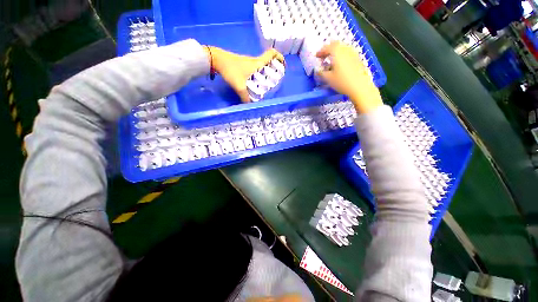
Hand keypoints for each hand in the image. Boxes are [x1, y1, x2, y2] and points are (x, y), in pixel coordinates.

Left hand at [204, 46, 284, 102]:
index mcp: (257, 63)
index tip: (283, 65)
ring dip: (265, 72)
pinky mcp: (242, 63)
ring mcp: (248, 61)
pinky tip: (254, 82)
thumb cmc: (231, 70)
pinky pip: (254, 68)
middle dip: (274, 68)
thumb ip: (245, 97)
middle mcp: (254, 60)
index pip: (271, 54)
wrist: (216, 59)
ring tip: (266, 84)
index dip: (279, 57)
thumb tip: (250, 105)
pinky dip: (258, 73)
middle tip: (275, 79)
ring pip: (260, 65)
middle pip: (268, 61)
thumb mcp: (239, 85)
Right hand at [316, 41, 382, 113]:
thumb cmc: (342, 82)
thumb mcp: (328, 79)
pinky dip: (341, 55)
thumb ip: (321, 73)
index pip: (327, 47)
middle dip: (328, 49)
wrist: (360, 86)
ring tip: (331, 60)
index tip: (316, 56)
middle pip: (336, 44)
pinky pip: (347, 53)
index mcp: (337, 53)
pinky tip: (340, 64)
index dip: (321, 51)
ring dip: (335, 52)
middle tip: (324, 56)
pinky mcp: (358, 59)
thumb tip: (317, 70)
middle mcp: (345, 50)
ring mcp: (353, 53)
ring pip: (343, 48)